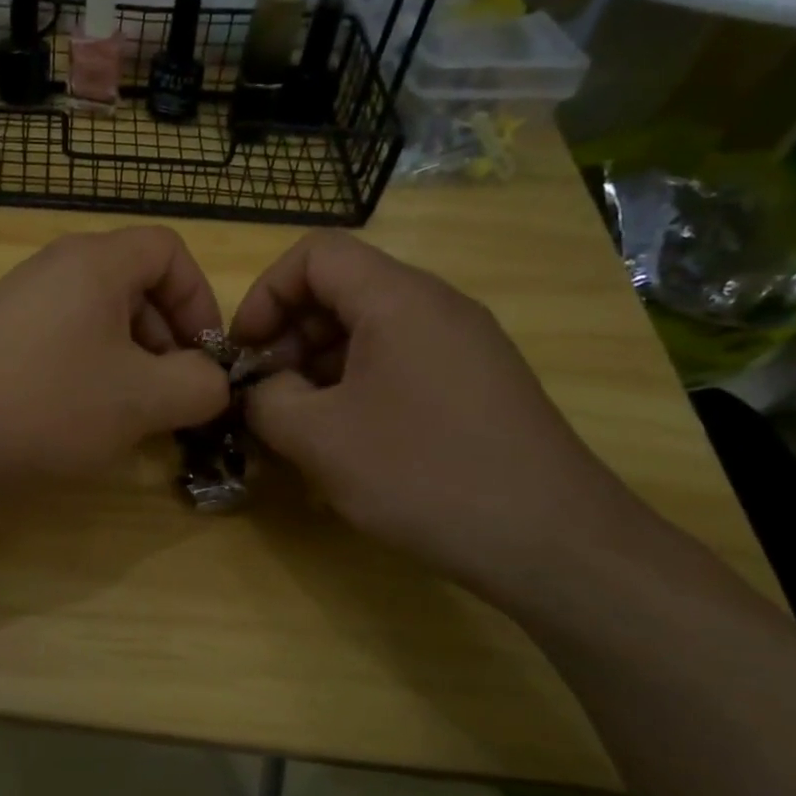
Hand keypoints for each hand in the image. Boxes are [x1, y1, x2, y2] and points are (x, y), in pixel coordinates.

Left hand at [0, 227, 231, 497]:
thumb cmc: (44, 405)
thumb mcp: (141, 400)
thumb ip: (199, 385)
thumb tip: (212, 382)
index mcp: (96, 263)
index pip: (170, 251)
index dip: (200, 300)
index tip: (204, 358)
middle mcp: (55, 269)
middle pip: (135, 285)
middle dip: (168, 339)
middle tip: (171, 396)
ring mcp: (20, 302)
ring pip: (100, 319)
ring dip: (131, 362)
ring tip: (130, 415)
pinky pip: (64, 341)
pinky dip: (90, 373)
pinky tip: (82, 419)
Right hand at [230, 233, 648, 607]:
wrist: (551, 540)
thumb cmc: (423, 474)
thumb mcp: (319, 439)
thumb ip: (266, 401)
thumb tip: (261, 390)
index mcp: (398, 299)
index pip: (315, 254)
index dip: (265, 294)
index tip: (244, 352)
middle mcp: (436, 306)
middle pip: (342, 290)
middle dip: (288, 335)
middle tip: (266, 394)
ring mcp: (463, 345)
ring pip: (369, 330)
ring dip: (319, 366)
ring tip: (298, 424)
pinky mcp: (476, 384)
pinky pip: (399, 362)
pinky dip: (356, 386)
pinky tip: (345, 441)